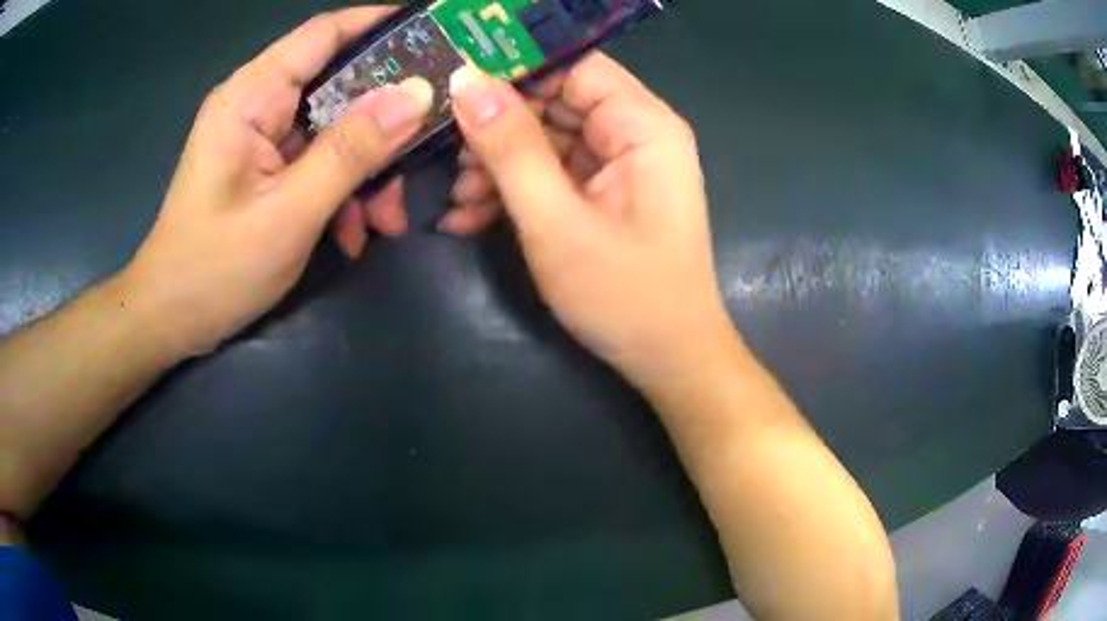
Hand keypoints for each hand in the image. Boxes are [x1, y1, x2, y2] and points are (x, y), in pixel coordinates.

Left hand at [118, 8, 432, 357]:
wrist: (170, 320)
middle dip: (383, 123)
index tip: (436, 34)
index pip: (324, 34)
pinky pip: (319, 162)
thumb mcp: (289, 213)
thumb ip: (351, 152)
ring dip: (367, 170)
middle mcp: (258, 105)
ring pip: (335, 130)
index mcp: (252, 97)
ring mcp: (262, 138)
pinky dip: (342, 192)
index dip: (380, 24)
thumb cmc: (214, 270)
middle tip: (422, 155)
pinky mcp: (265, 168)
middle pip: (339, 86)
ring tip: (384, 221)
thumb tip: (417, 96)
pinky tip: (352, 235)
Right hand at [448, 54, 733, 386]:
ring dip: (497, 164)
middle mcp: (635, 133)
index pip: (574, 65)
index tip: (458, 89)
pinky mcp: (604, 193)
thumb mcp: (556, 222)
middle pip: (554, 101)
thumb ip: (511, 150)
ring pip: (545, 138)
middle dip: (497, 127)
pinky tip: (471, 216)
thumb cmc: (624, 295)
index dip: (516, 70)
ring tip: (456, 198)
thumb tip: (467, 83)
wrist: (668, 359)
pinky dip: (514, 189)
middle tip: (445, 155)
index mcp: (643, 125)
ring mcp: (619, 165)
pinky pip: (552, 172)